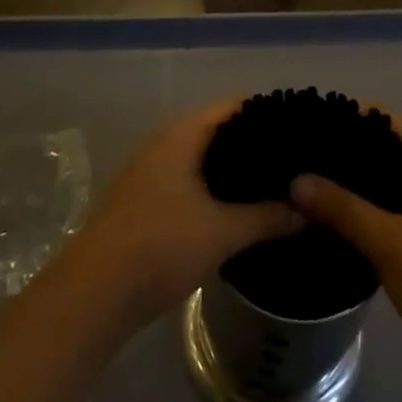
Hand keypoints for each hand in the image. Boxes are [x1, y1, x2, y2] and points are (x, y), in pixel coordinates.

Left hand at [68, 102, 303, 330]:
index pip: (233, 106)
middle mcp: (164, 144)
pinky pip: (190, 181)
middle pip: (218, 130)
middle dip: (255, 144)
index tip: (302, 126)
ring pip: (203, 159)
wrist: (93, 294)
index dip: (268, 112)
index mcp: (181, 135)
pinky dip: (215, 188)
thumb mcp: (223, 232)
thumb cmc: (160, 247)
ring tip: (276, 184)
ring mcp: (150, 173)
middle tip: (295, 160)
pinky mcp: (145, 201)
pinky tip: (239, 209)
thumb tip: (308, 210)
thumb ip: (268, 217)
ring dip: (234, 170)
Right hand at [289, 115, 401, 349]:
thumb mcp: (389, 242)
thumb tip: (296, 179)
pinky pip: (388, 203)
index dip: (349, 115)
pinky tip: (330, 211)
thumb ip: (343, 208)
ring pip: (385, 176)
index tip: (308, 120)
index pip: (387, 119)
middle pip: (385, 145)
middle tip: (299, 150)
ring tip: (306, 176)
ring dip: (352, 177)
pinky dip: (362, 201)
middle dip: (346, 146)